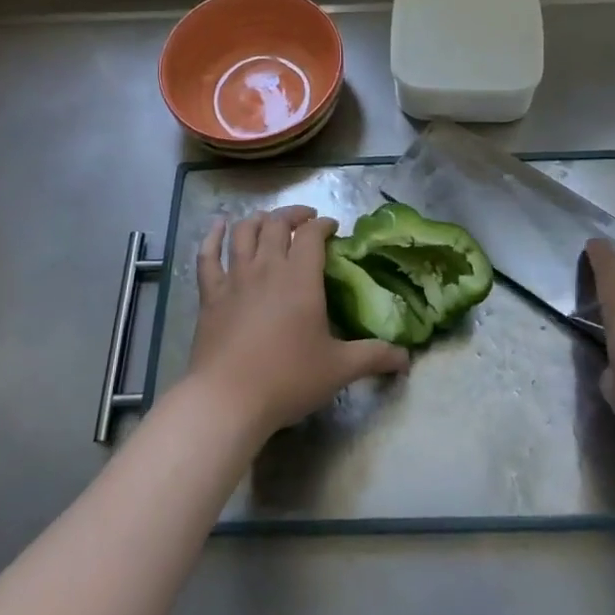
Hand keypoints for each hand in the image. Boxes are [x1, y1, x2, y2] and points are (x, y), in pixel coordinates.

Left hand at [185, 206, 410, 439]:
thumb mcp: (339, 369)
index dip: (323, 224)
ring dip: (258, 220)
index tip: (332, 228)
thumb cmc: (288, 379)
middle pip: (277, 224)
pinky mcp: (210, 295)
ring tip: (268, 220)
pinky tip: (219, 226)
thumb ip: (374, 357)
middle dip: (293, 215)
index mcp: (300, 278)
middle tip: (305, 220)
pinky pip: (209, 257)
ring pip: (244, 233)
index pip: (312, 234)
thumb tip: (406, 358)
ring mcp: (235, 279)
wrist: (228, 399)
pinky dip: (213, 237)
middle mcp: (267, 268)